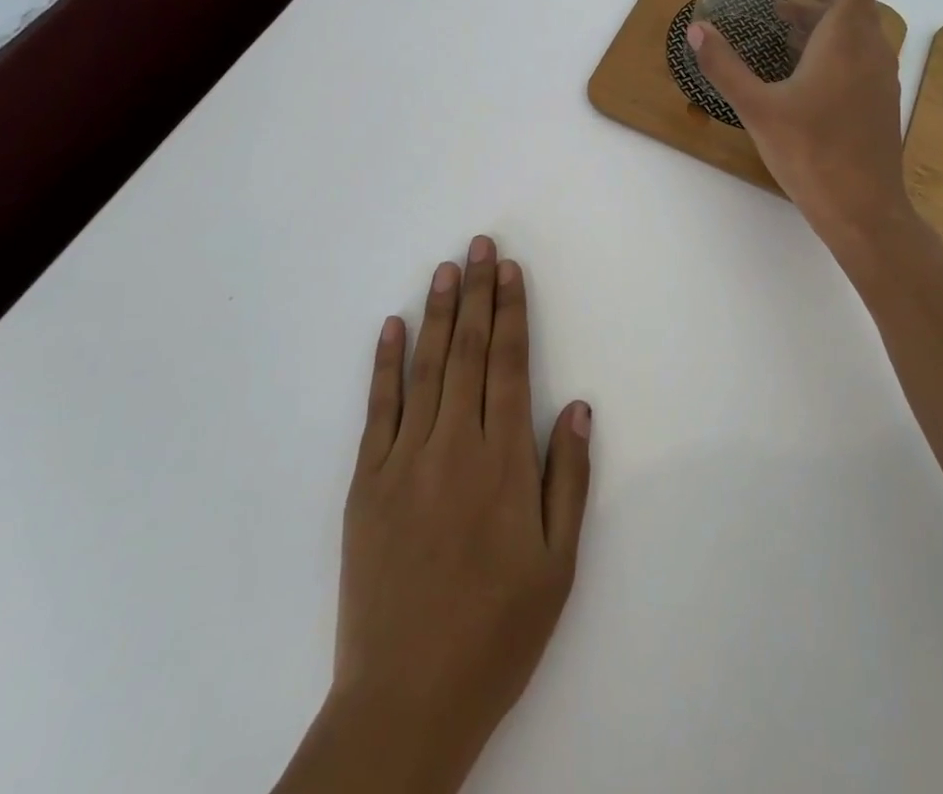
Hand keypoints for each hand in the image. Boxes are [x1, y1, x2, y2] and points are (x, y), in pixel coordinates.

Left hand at [279, 237, 592, 793]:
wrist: (407, 698)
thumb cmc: (496, 632)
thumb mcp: (557, 564)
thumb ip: (567, 476)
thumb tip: (576, 405)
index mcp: (503, 462)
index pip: (508, 364)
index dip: (511, 312)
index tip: (511, 271)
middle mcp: (454, 445)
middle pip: (468, 351)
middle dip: (478, 293)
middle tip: (480, 245)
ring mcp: (404, 460)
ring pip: (425, 367)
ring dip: (437, 312)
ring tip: (446, 268)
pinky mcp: (365, 482)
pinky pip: (378, 408)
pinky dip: (385, 363)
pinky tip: (391, 326)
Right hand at [687, 0, 914, 255]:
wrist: (863, 209)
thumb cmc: (811, 153)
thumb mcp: (757, 108)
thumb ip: (724, 66)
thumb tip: (696, 30)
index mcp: (847, 37)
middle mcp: (872, 46)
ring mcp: (880, 73)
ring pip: (854, 23)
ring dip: (818, 12)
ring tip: (776, 21)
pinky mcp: (877, 96)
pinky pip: (857, 50)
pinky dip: (829, 41)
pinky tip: (795, 64)